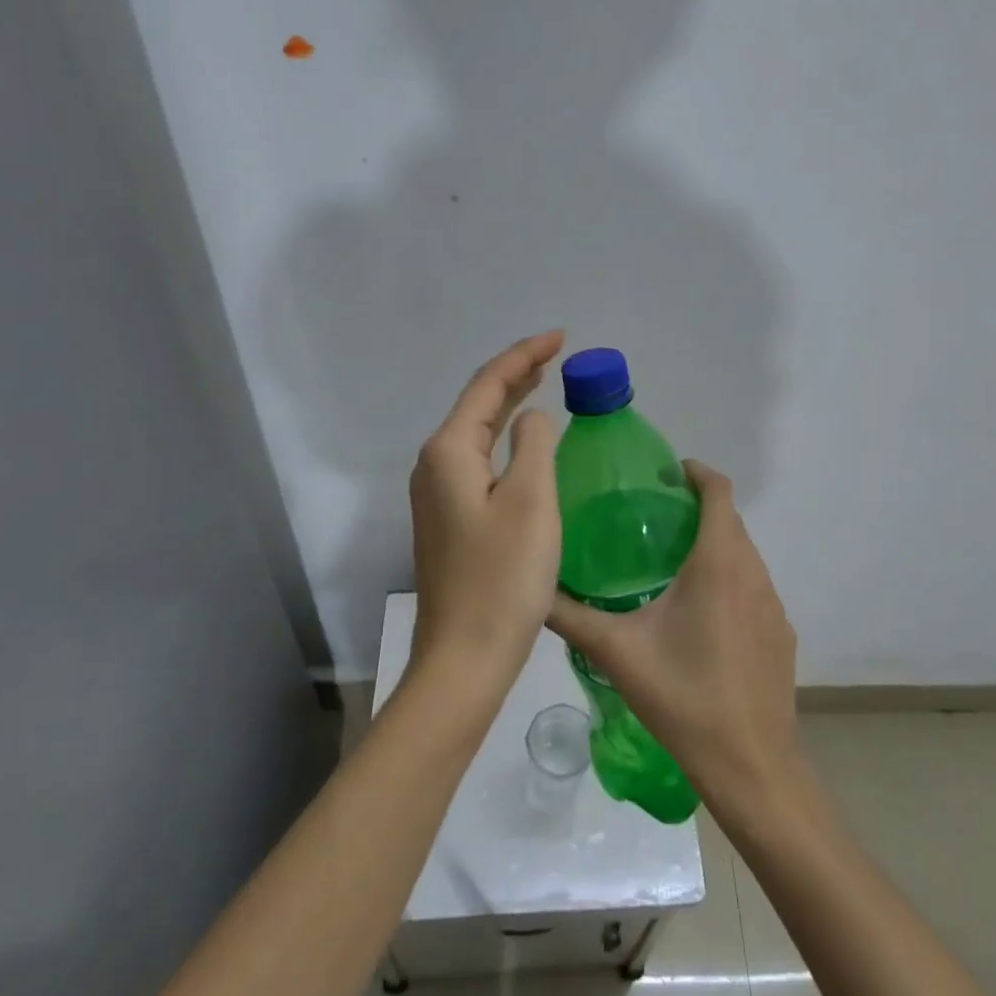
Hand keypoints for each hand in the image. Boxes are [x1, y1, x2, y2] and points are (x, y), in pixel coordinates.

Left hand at [408, 331, 564, 683]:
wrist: (465, 658)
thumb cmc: (504, 577)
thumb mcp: (532, 500)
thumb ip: (535, 444)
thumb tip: (533, 419)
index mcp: (450, 451)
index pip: (489, 384)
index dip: (525, 355)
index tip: (561, 337)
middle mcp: (435, 465)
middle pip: (479, 403)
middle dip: (517, 373)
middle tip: (557, 353)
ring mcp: (438, 494)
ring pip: (478, 432)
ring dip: (510, 404)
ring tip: (543, 382)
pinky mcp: (449, 519)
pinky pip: (479, 460)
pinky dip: (505, 439)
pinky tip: (525, 444)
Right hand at [546, 461, 802, 813]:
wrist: (753, 767)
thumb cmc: (684, 699)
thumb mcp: (618, 653)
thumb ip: (571, 616)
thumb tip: (533, 588)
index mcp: (718, 563)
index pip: (718, 491)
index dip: (695, 472)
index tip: (664, 473)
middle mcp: (753, 573)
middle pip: (730, 520)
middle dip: (696, 508)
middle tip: (652, 518)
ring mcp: (773, 604)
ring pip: (744, 554)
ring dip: (714, 545)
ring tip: (670, 561)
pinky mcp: (781, 633)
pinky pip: (753, 587)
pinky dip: (729, 580)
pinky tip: (700, 615)